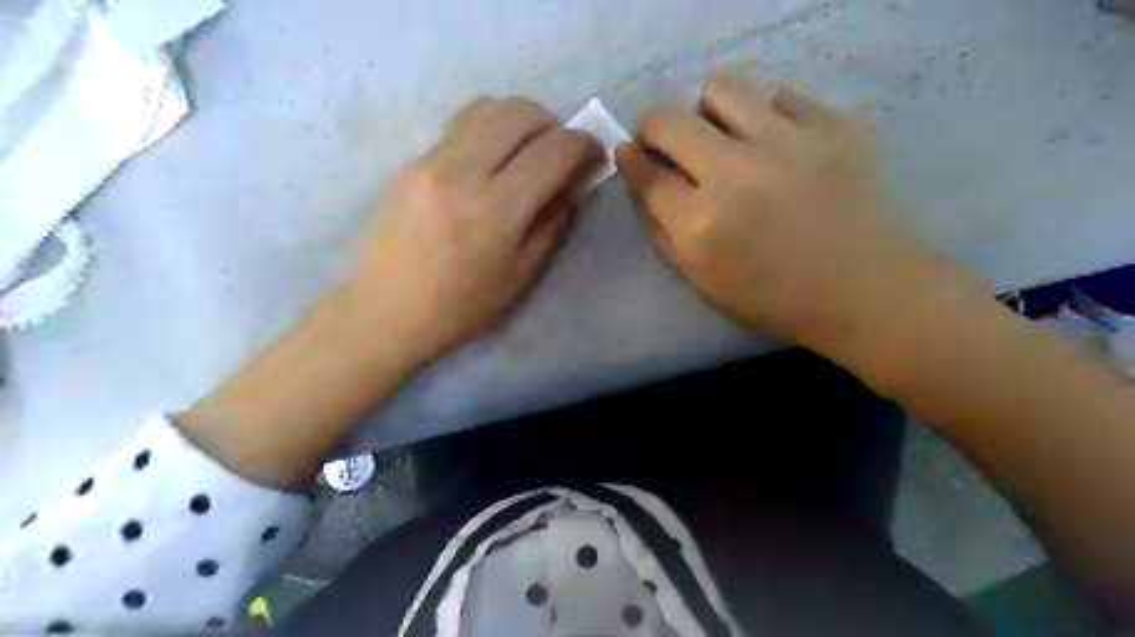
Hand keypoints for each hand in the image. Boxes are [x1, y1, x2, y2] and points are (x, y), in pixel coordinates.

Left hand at [346, 94, 601, 363]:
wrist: (385, 311)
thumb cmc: (460, 307)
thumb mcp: (521, 275)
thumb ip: (553, 222)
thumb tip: (571, 183)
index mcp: (496, 211)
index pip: (554, 150)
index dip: (585, 145)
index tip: (594, 155)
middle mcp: (462, 172)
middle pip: (521, 112)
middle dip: (554, 125)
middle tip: (560, 152)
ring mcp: (430, 160)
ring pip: (488, 107)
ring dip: (520, 121)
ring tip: (526, 150)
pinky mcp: (410, 161)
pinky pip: (460, 126)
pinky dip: (488, 131)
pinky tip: (489, 161)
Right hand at [616, 69, 959, 357]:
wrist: (860, 287)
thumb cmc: (771, 294)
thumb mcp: (698, 276)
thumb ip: (658, 225)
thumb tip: (638, 170)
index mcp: (701, 223)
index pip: (646, 173)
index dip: (631, 158)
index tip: (631, 151)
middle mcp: (735, 174)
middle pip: (669, 121)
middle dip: (656, 127)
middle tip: (670, 142)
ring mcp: (786, 142)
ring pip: (722, 86)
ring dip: (709, 110)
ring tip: (725, 134)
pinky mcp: (831, 125)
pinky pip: (780, 96)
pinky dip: (768, 117)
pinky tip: (779, 145)